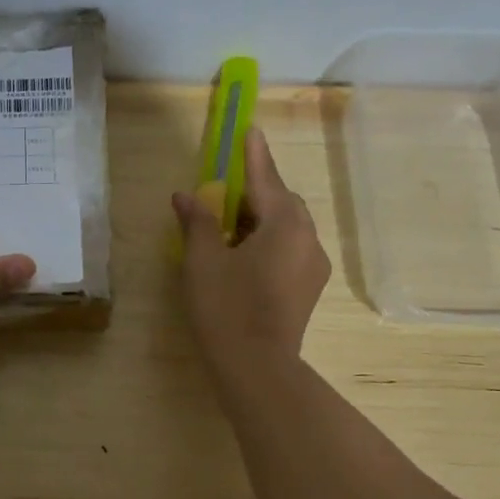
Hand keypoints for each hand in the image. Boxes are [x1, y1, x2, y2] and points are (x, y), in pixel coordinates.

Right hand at [173, 127, 330, 377]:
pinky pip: (292, 248)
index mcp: (284, 225)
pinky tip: (246, 253)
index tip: (251, 131)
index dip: (254, 155)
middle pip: (283, 202)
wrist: (257, 367)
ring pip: (289, 227)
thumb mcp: (203, 260)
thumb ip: (197, 222)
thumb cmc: (226, 307)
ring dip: (263, 217)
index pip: (265, 180)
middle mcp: (307, 239)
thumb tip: (186, 196)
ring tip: (232, 223)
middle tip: (228, 188)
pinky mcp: (309, 288)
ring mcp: (313, 266)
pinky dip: (271, 240)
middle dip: (257, 190)